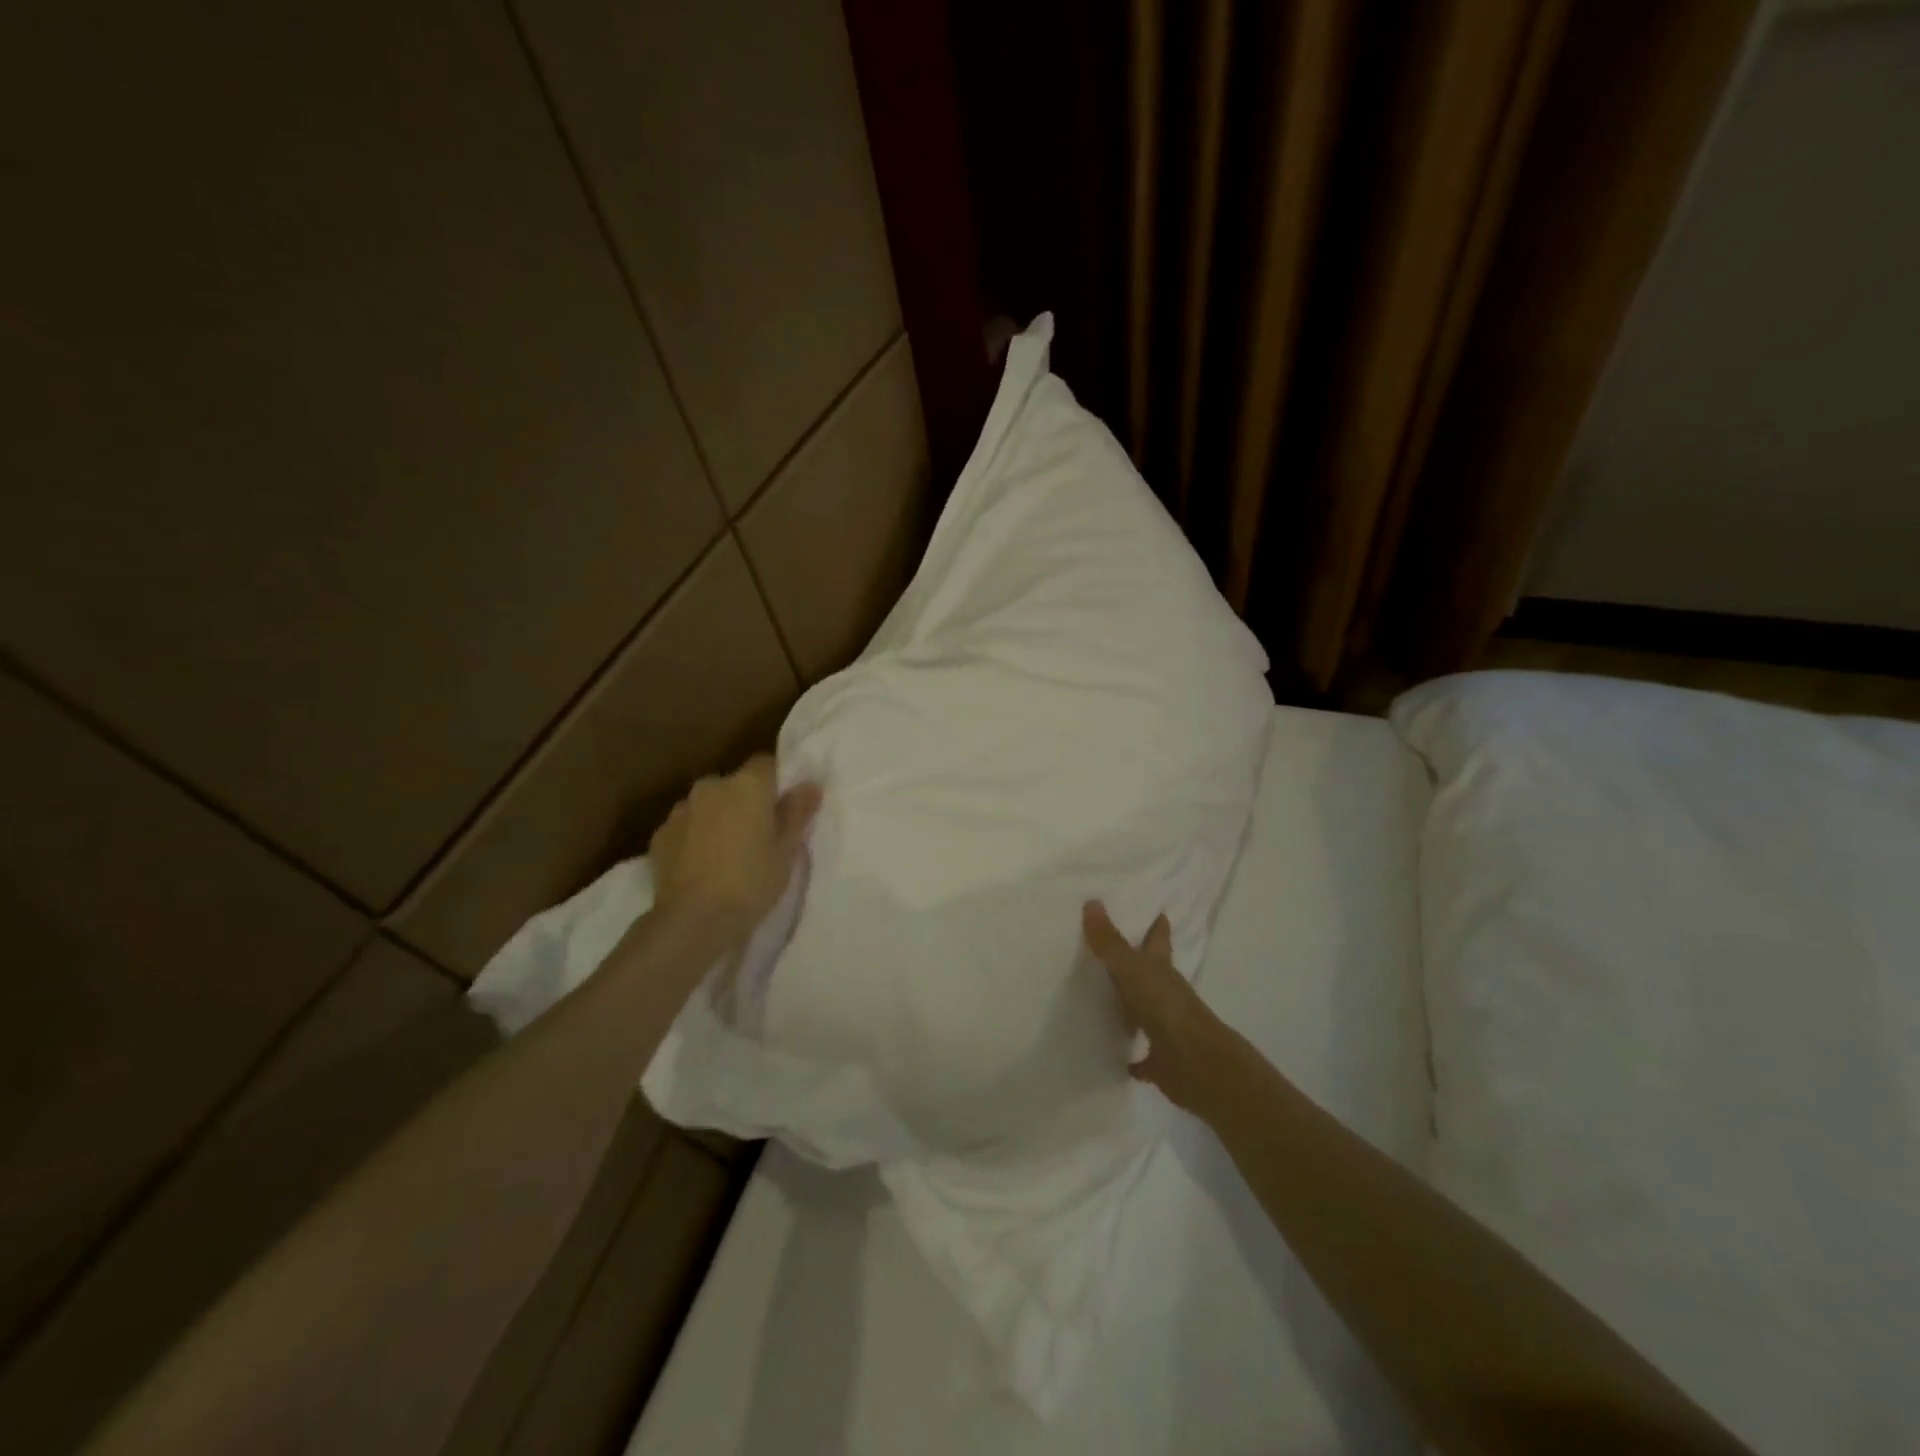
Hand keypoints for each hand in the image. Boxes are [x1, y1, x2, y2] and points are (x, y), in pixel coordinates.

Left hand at [650, 756, 821, 929]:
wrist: (693, 921)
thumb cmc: (751, 882)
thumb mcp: (786, 851)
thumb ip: (797, 812)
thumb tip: (809, 785)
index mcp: (747, 785)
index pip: (767, 764)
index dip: (778, 782)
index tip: (785, 808)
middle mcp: (711, 786)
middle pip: (735, 784)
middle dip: (746, 802)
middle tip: (759, 835)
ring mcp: (681, 810)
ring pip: (708, 805)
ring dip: (719, 818)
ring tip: (728, 853)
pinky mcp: (659, 835)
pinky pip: (686, 826)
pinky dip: (696, 837)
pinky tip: (702, 865)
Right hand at [1083, 900, 1229, 1116]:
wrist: (1195, 1064)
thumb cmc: (1166, 1007)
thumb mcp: (1132, 969)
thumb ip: (1110, 942)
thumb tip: (1092, 901)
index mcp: (1162, 969)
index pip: (1159, 939)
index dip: (1157, 925)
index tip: (1154, 910)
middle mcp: (1166, 994)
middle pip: (1151, 973)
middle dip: (1137, 962)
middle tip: (1110, 950)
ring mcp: (1165, 1027)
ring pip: (1144, 1010)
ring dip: (1129, 1005)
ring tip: (1101, 998)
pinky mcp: (1159, 1058)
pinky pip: (1141, 1054)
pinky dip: (1130, 1055)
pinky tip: (1114, 1054)